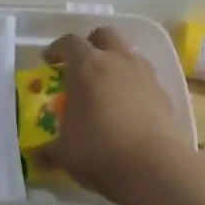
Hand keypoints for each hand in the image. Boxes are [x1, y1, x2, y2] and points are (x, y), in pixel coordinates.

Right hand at [36, 28, 187, 199]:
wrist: (152, 168)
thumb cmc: (98, 150)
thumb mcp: (64, 151)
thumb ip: (50, 147)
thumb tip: (39, 154)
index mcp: (87, 66)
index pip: (69, 42)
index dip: (56, 49)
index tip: (48, 61)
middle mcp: (118, 61)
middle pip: (104, 36)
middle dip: (91, 44)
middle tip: (81, 65)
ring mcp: (145, 76)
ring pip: (129, 55)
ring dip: (116, 63)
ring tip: (106, 87)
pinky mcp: (165, 96)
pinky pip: (145, 80)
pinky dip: (134, 87)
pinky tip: (128, 110)